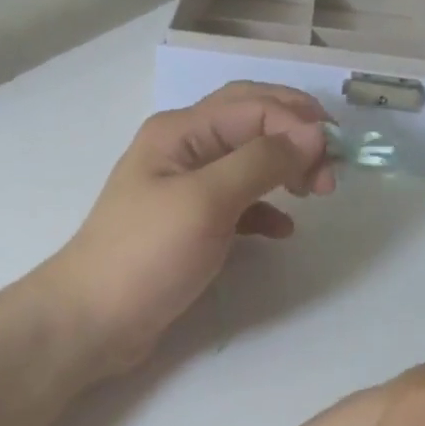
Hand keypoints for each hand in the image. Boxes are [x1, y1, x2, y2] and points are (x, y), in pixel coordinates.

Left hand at [38, 83, 335, 377]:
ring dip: (284, 168)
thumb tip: (313, 134)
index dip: (297, 125)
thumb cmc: (147, 254)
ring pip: (247, 160)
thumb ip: (261, 162)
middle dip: (295, 135)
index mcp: (180, 131)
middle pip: (251, 121)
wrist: (93, 320)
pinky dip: (265, 208)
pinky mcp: (190, 222)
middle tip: (330, 168)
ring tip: (316, 193)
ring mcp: (184, 186)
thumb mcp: (206, 202)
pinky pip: (238, 201)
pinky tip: (283, 229)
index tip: (332, 161)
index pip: (253, 105)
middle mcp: (182, 148)